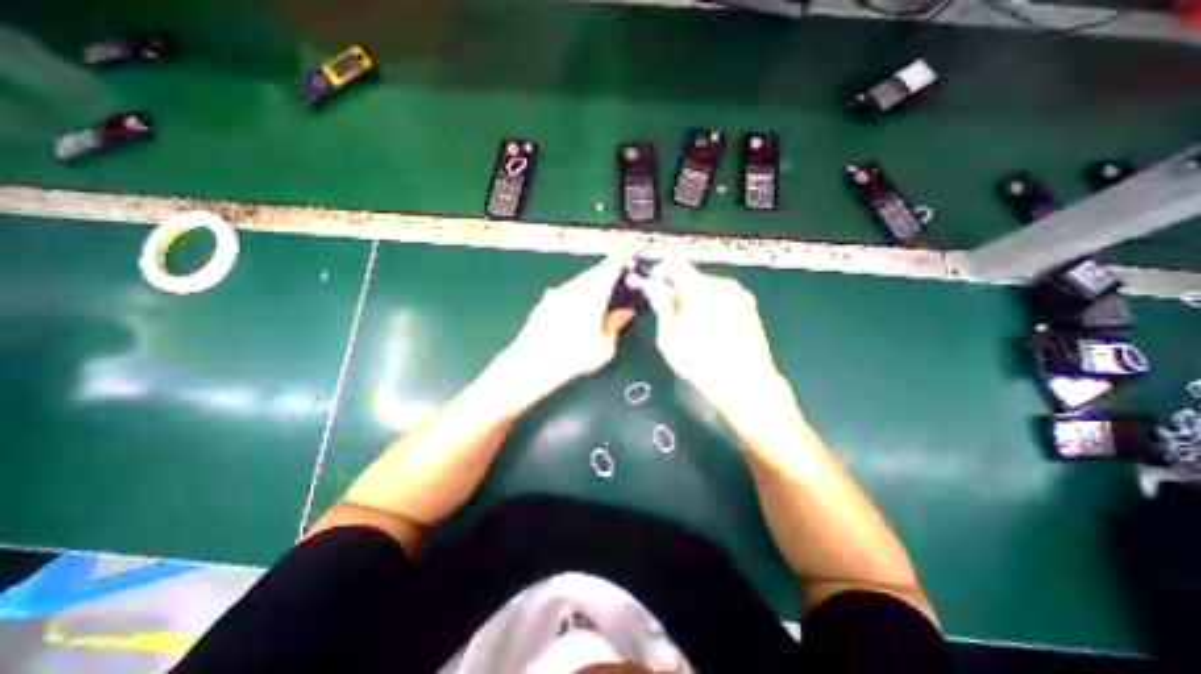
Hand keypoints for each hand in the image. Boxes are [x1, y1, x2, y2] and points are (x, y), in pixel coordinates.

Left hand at [493, 254, 636, 410]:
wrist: (531, 364)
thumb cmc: (573, 357)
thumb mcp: (605, 346)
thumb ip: (616, 324)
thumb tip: (625, 313)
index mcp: (594, 293)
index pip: (611, 265)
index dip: (623, 257)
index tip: (630, 258)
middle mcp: (574, 287)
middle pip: (595, 272)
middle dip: (608, 275)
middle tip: (618, 288)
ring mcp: (556, 293)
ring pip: (580, 281)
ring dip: (592, 286)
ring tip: (598, 305)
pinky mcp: (544, 302)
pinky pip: (566, 291)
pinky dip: (577, 296)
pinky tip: (576, 315)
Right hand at [643, 264, 794, 427]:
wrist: (746, 383)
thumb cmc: (701, 363)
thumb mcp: (670, 338)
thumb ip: (662, 306)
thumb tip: (652, 285)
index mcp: (700, 289)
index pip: (675, 265)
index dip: (662, 273)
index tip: (655, 289)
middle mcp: (722, 284)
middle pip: (692, 275)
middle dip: (679, 290)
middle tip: (673, 315)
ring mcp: (740, 294)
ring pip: (708, 286)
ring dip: (697, 298)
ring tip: (695, 326)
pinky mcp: (750, 305)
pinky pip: (723, 296)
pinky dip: (713, 304)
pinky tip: (712, 329)